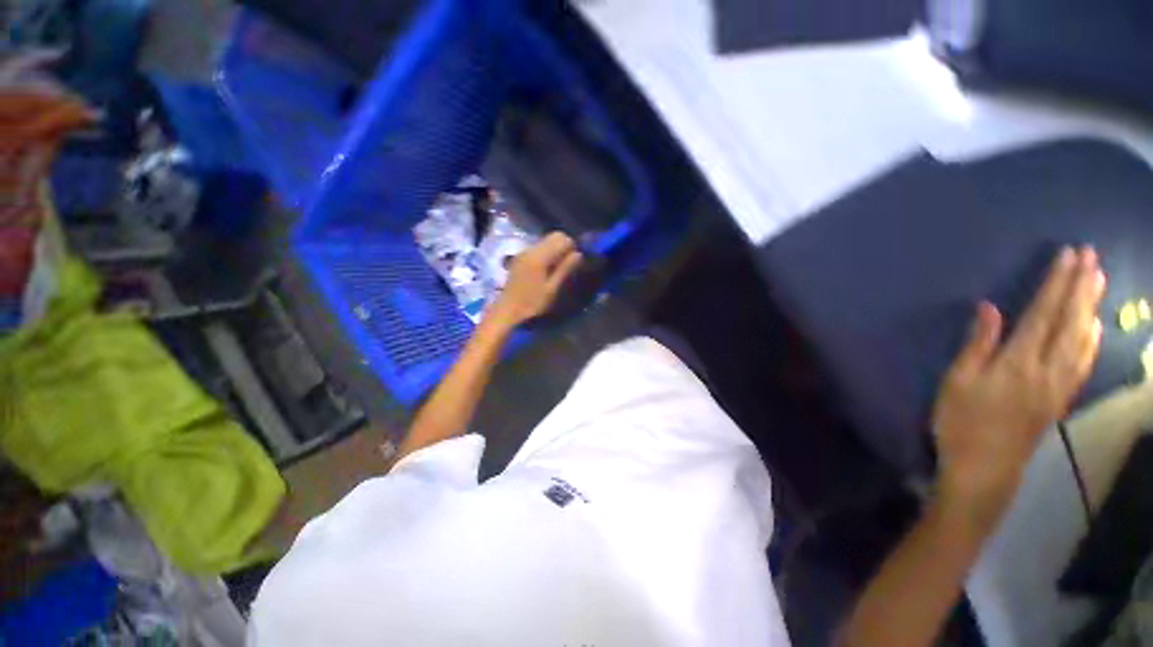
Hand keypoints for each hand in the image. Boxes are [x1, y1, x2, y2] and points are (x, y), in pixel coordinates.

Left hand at [488, 232, 583, 326]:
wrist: (507, 311)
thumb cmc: (532, 303)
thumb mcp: (552, 289)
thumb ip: (565, 269)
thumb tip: (579, 254)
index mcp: (539, 256)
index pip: (561, 238)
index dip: (571, 247)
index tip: (574, 263)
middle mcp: (531, 249)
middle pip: (554, 236)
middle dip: (564, 247)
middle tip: (567, 265)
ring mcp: (524, 252)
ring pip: (546, 241)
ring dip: (555, 250)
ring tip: (557, 270)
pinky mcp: (520, 257)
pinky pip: (538, 248)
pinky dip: (546, 254)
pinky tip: (545, 271)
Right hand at [932, 247, 1104, 527]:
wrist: (984, 467)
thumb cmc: (960, 422)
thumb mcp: (956, 382)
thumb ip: (977, 345)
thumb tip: (990, 308)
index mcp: (1017, 363)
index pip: (1042, 314)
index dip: (1056, 284)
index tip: (1068, 256)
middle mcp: (1047, 369)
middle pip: (1069, 322)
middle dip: (1081, 287)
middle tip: (1091, 256)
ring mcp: (1059, 385)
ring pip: (1082, 340)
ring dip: (1091, 307)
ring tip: (1099, 280)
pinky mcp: (1061, 399)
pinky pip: (1083, 364)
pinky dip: (1092, 341)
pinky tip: (1095, 327)